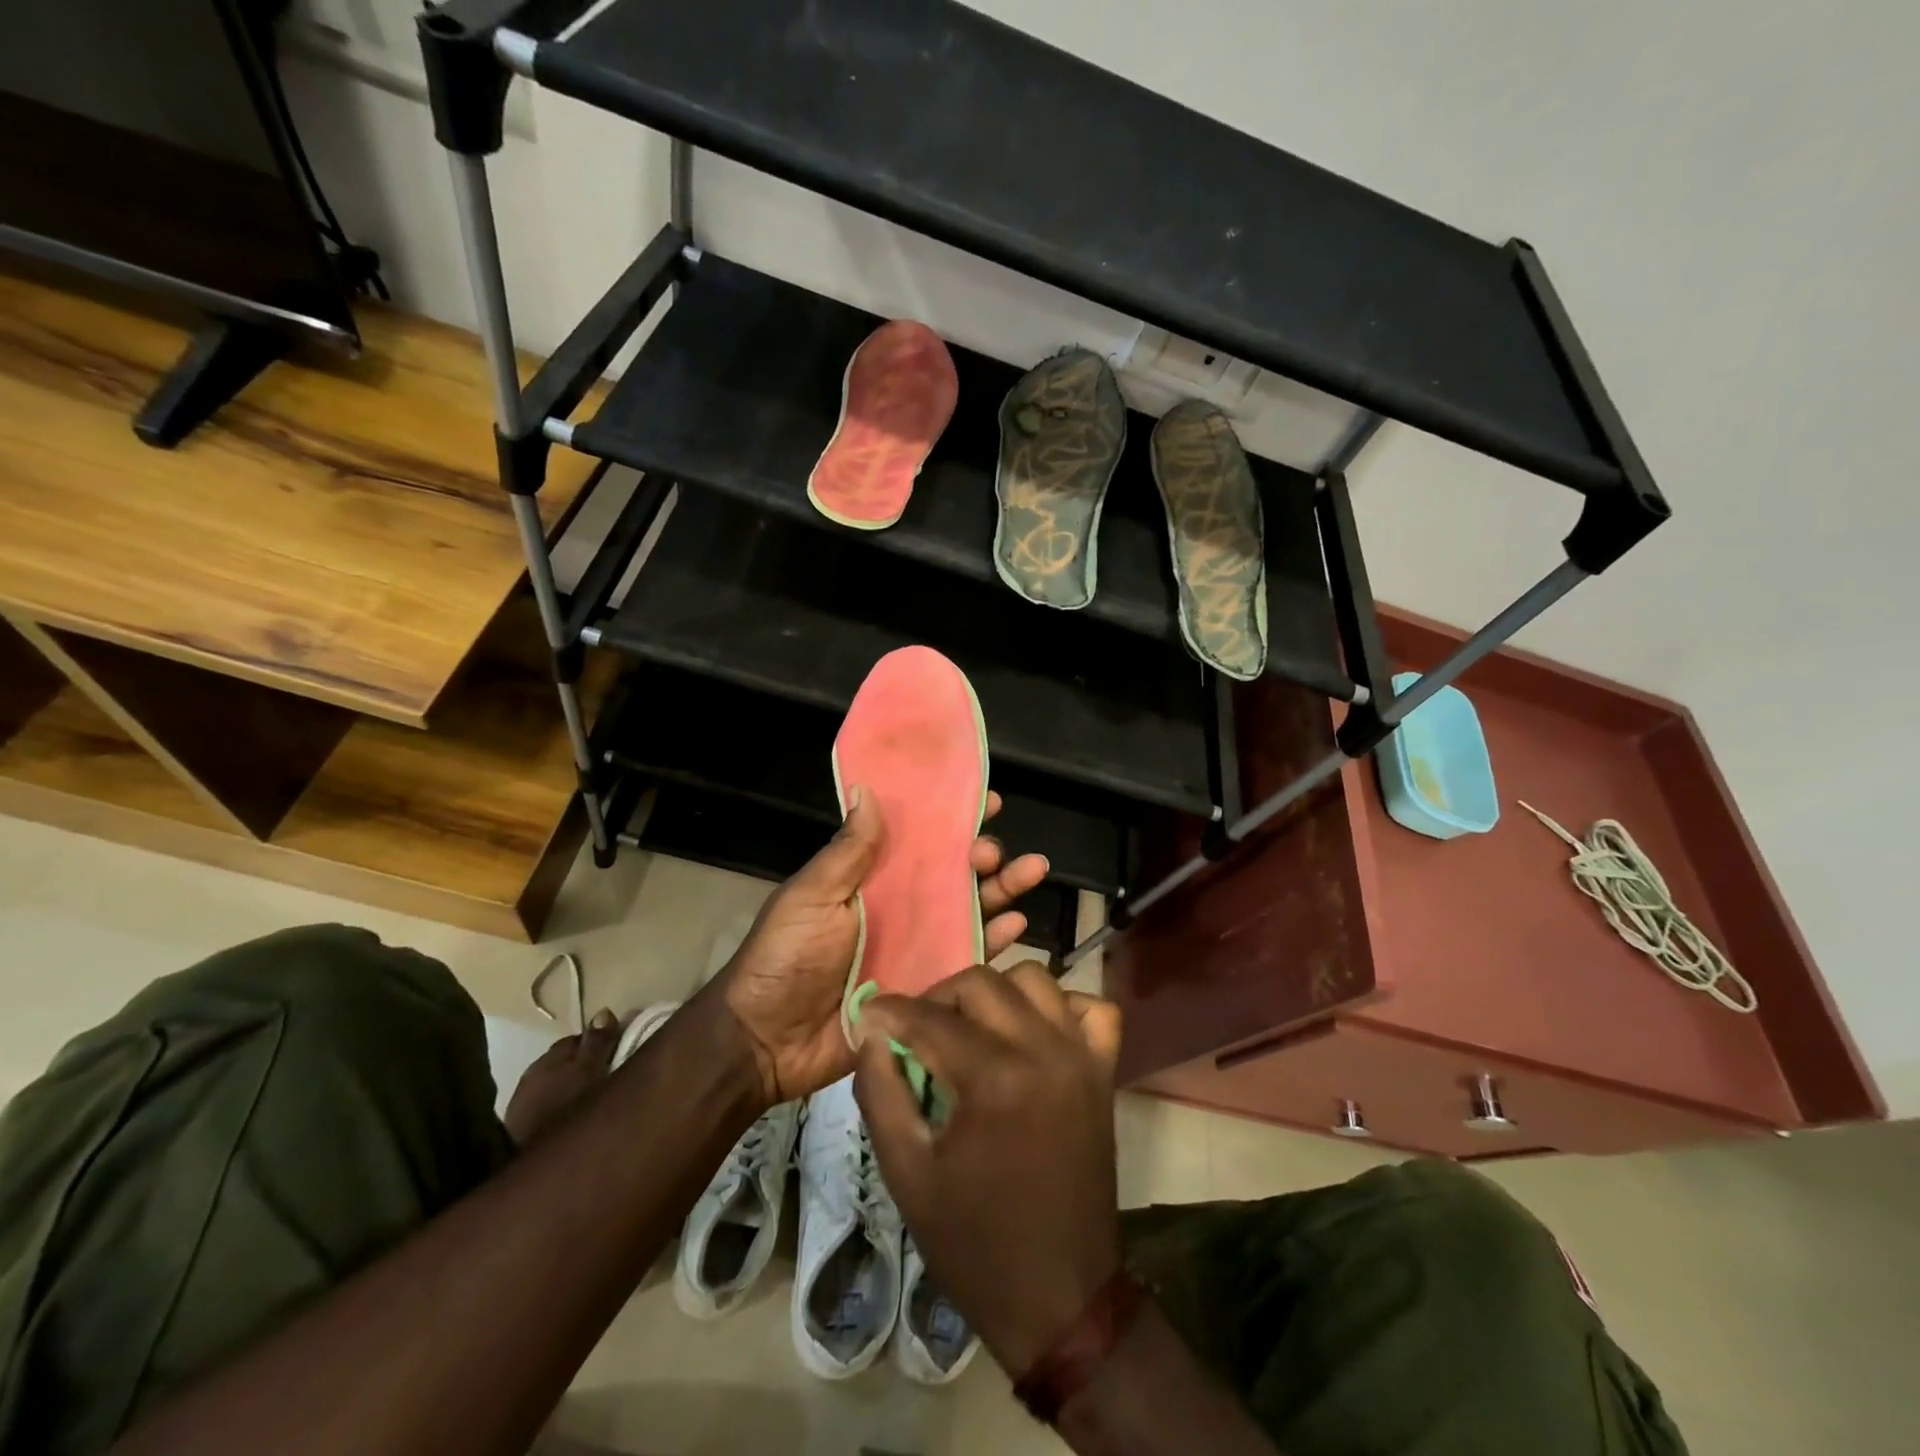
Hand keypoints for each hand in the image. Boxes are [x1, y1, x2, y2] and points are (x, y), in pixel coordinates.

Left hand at [501, 1009, 621, 1145]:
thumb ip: (598, 1041)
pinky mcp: (519, 1132)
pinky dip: (563, 1107)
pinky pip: (549, 1107)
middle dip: (588, 1064)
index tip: (623, 1052)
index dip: (603, 1042)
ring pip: (557, 1085)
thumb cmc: (568, 1111)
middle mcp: (531, 1075)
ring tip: (596, 1100)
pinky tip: (575, 1119)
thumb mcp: (592, 1071)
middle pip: (567, 1060)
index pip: (580, 1038)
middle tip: (613, 1076)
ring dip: (575, 1087)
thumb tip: (603, 1011)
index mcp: (550, 1058)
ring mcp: (522, 1105)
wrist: (534, 1172)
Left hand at [710, 788, 1049, 1107]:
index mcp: (872, 878)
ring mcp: (918, 946)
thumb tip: (867, 789)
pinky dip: (996, 941)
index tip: (986, 800)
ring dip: (1002, 889)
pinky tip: (1018, 925)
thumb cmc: (785, 956)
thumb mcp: (811, 895)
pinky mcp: (928, 985)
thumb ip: (847, 851)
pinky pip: (969, 959)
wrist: (766, 1039)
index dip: (952, 817)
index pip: (919, 839)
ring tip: (1030, 871)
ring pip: (971, 910)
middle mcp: (901, 906)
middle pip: (954, 872)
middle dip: (984, 854)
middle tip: (993, 851)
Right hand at [854, 962, 1124, 1377]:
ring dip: (995, 993)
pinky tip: (1033, 1032)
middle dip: (939, 997)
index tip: (869, 1014)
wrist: (1059, 1297)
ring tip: (971, 1027)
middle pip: (982, 983)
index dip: (891, 1012)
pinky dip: (1060, 1006)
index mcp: (995, 1078)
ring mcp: (1082, 1056)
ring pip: (1035, 979)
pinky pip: (1091, 1008)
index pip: (931, 1018)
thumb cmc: (975, 1242)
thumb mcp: (907, 1175)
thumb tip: (870, 1033)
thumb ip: (881, 1093)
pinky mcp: (1104, 1071)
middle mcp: (1044, 1050)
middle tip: (917, 1030)